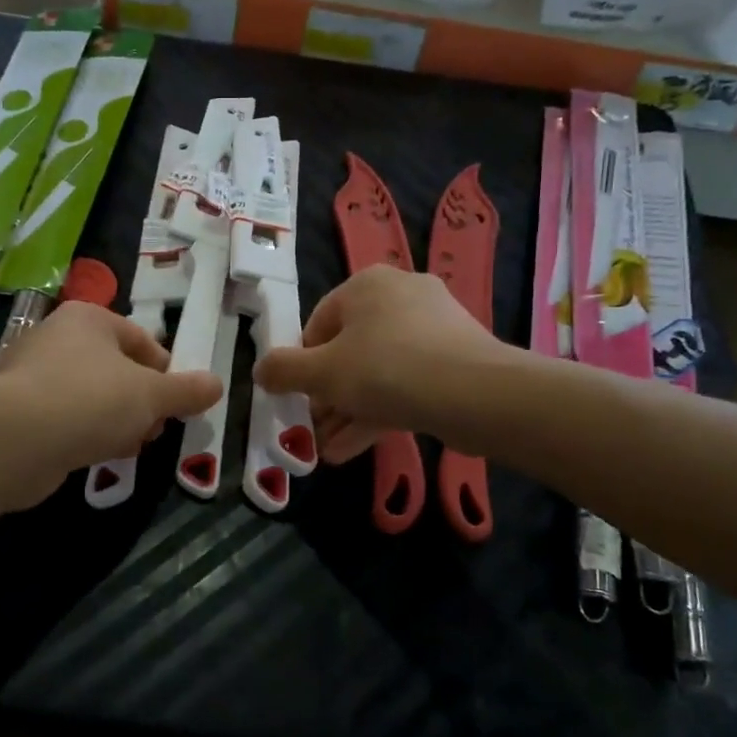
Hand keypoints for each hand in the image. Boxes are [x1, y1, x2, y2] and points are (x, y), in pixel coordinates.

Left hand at [0, 301, 221, 503]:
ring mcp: (32, 374)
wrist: (16, 440)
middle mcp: (56, 337)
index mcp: (89, 319)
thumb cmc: (91, 400)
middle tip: (155, 428)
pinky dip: (84, 433)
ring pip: (90, 395)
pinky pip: (64, 417)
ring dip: (115, 419)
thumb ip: (186, 391)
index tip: (178, 402)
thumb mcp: (151, 395)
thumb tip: (217, 385)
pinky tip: (97, 455)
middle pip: (115, 368)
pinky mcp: (17, 410)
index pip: (140, 339)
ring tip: (131, 445)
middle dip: (141, 400)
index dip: (165, 371)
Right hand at [253, 265, 502, 463]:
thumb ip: (284, 371)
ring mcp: (433, 327)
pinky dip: (380, 411)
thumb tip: (260, 371)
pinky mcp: (455, 358)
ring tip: (328, 451)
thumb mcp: (322, 373)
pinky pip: (406, 382)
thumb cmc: (385, 370)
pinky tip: (354, 449)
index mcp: (366, 285)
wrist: (476, 393)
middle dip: (327, 396)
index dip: (302, 365)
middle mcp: (400, 295)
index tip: (298, 399)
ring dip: (348, 411)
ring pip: (378, 371)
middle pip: (349, 349)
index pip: (319, 323)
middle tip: (313, 429)